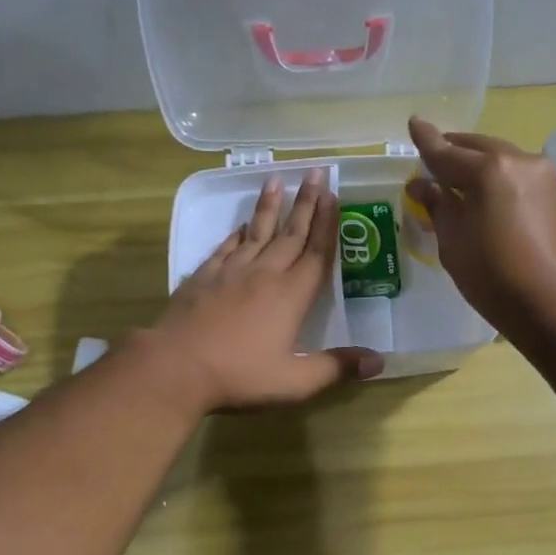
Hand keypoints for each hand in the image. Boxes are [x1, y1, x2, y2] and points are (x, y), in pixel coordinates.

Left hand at [147, 167, 382, 409]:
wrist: (175, 367)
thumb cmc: (240, 375)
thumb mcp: (296, 381)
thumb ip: (337, 368)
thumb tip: (380, 361)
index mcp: (292, 295)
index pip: (317, 252)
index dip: (328, 224)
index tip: (334, 195)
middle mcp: (265, 274)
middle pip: (291, 233)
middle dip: (306, 203)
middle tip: (316, 172)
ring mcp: (231, 273)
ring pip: (257, 232)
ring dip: (270, 207)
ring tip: (277, 180)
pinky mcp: (203, 278)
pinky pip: (226, 247)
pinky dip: (237, 233)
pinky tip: (242, 225)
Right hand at [408, 117, 555, 335]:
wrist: (555, 303)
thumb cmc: (494, 277)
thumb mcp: (453, 243)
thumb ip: (438, 206)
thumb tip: (422, 185)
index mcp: (487, 170)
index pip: (446, 152)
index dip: (426, 141)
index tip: (413, 123)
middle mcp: (516, 160)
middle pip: (475, 148)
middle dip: (452, 151)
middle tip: (430, 159)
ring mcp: (539, 174)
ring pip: (497, 157)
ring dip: (474, 163)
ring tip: (453, 177)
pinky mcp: (552, 193)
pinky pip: (513, 173)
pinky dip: (493, 177)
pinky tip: (480, 191)